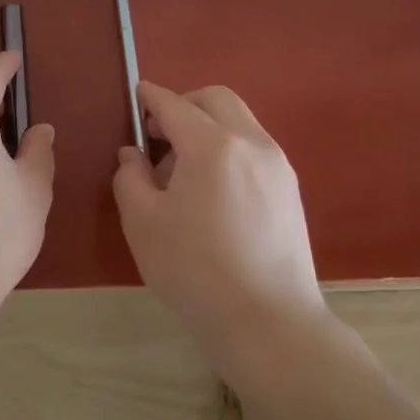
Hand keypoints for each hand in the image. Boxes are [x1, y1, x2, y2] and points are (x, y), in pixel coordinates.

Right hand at [112, 81, 326, 367]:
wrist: (269, 324)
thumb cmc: (195, 271)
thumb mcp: (143, 223)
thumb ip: (130, 177)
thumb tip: (133, 155)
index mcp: (212, 145)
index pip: (174, 105)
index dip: (151, 97)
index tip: (136, 95)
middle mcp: (251, 143)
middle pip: (216, 99)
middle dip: (183, 104)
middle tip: (158, 135)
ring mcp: (277, 166)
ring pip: (239, 121)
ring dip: (207, 127)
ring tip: (183, 170)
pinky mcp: (289, 190)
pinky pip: (253, 147)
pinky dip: (228, 147)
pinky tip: (211, 190)